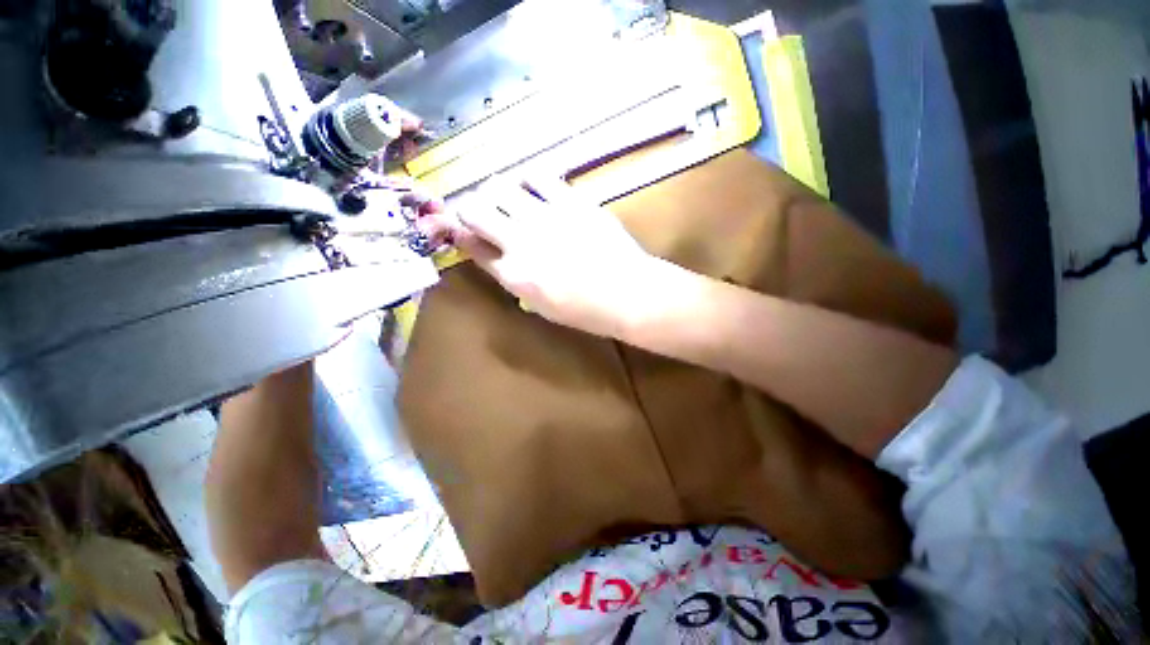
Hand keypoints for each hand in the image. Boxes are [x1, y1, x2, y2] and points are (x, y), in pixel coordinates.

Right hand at [455, 174, 665, 337]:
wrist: (628, 293)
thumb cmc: (586, 310)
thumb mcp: (540, 305)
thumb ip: (511, 278)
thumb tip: (491, 253)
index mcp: (513, 274)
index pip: (471, 245)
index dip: (462, 234)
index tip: (462, 230)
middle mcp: (520, 241)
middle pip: (475, 210)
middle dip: (471, 209)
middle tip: (484, 214)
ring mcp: (546, 216)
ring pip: (500, 186)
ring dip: (497, 192)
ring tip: (509, 200)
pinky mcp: (571, 200)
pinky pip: (537, 176)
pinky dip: (528, 180)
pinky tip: (534, 189)